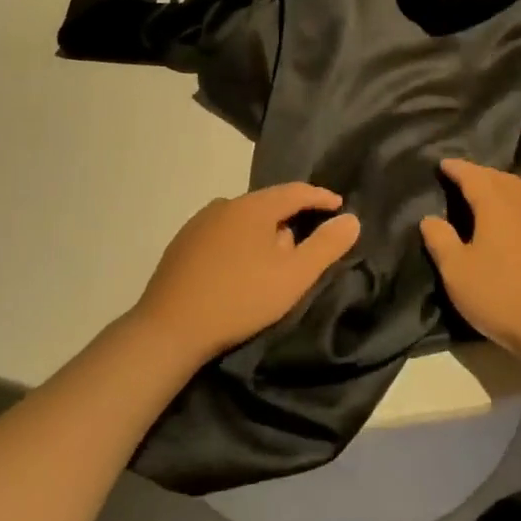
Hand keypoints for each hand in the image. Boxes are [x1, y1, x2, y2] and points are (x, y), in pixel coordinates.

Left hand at [134, 184, 359, 364]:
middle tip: (308, 243)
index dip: (321, 197)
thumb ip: (326, 245)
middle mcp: (225, 205)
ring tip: (273, 259)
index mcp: (254, 206)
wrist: (169, 328)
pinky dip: (239, 243)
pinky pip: (222, 234)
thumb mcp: (294, 276)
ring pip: (243, 219)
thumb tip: (351, 219)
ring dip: (263, 232)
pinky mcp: (181, 245)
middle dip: (291, 218)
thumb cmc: (240, 298)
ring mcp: (199, 224)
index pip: (296, 191)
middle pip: (268, 204)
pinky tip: (238, 268)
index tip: (339, 206)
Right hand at [419, 160, 520, 364]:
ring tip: (492, 197)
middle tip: (464, 181)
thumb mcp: (456, 272)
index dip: (456, 168)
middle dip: (480, 176)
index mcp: (495, 202)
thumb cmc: (500, 295)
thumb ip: (440, 239)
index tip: (443, 164)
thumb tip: (429, 218)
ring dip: (505, 188)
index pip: (472, 174)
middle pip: (499, 177)